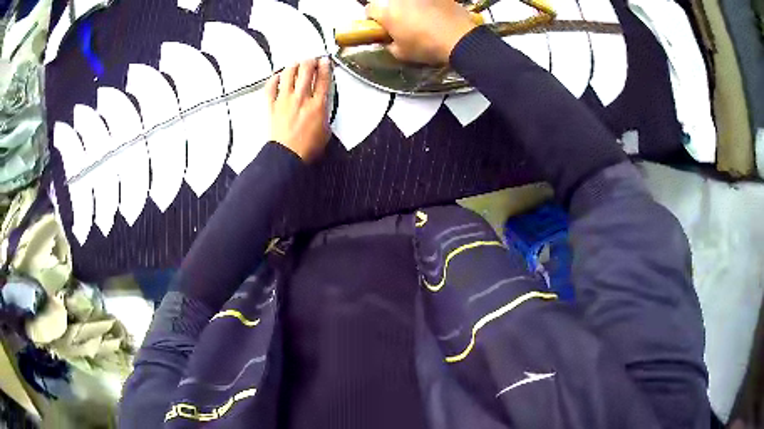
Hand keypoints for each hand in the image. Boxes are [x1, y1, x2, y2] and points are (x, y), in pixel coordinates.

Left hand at [267, 58, 331, 162]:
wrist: (287, 156)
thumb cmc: (307, 148)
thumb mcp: (326, 130)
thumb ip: (324, 113)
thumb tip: (321, 105)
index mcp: (317, 105)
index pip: (323, 79)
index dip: (325, 67)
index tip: (325, 61)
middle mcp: (301, 98)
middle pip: (306, 71)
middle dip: (310, 61)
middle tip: (311, 59)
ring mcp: (285, 100)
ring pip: (288, 75)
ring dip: (293, 66)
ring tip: (296, 63)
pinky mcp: (272, 106)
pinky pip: (271, 88)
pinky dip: (273, 79)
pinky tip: (277, 76)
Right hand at [366, 0, 476, 64]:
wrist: (460, 38)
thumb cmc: (427, 47)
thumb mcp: (401, 53)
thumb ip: (389, 44)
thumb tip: (388, 40)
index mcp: (386, 11)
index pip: (369, 10)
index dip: (374, 19)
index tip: (382, 26)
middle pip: (387, 1)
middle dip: (391, 10)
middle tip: (400, 21)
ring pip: (406, 0)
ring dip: (408, 6)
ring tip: (419, 17)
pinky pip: (426, 0)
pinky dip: (426, 4)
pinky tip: (434, 13)